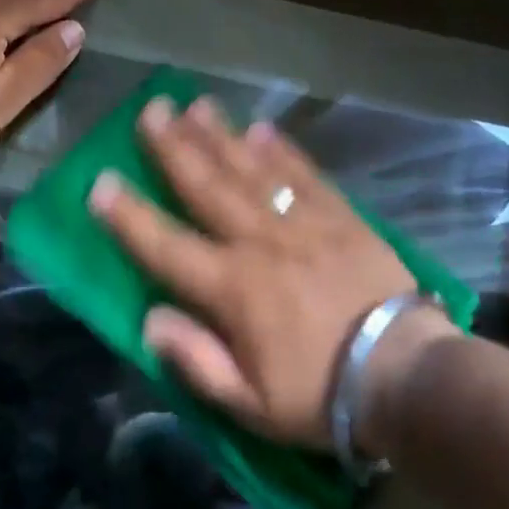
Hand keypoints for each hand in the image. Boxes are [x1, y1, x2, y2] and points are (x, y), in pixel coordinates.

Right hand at [88, 95, 458, 449]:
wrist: (408, 376)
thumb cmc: (321, 396)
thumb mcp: (249, 402)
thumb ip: (196, 360)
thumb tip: (151, 319)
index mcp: (232, 288)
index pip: (166, 245)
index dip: (128, 215)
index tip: (100, 181)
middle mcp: (260, 243)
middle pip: (208, 186)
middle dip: (175, 147)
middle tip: (151, 110)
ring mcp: (304, 224)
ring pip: (252, 170)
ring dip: (221, 136)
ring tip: (196, 105)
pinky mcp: (342, 218)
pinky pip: (306, 175)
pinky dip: (282, 151)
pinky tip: (263, 128)